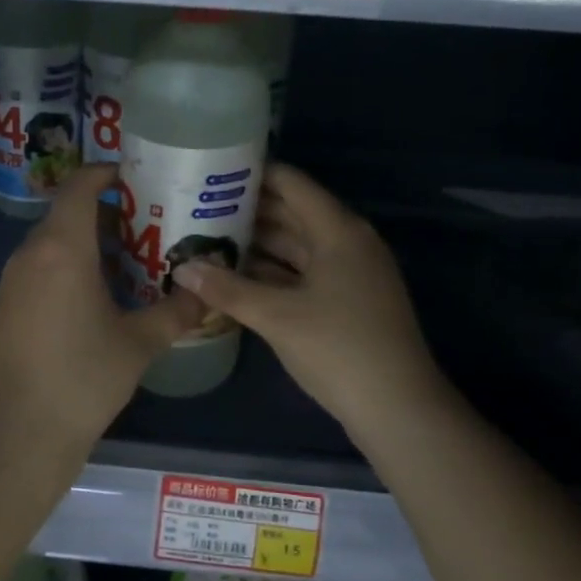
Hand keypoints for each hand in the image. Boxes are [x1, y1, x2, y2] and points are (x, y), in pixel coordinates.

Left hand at [0, 164, 205, 451]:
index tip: (141, 179)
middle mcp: (30, 253)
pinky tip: (99, 295)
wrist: (19, 434)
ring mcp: (12, 280)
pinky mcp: (6, 305)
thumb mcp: (139, 344)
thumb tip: (205, 292)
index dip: (108, 172)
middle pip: (68, 212)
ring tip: (133, 258)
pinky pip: (41, 266)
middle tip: (152, 224)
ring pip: (54, 241)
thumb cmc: (83, 380)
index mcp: (62, 249)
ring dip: (90, 241)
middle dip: (109, 212)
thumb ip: (176, 311)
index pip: (80, 185)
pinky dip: (70, 265)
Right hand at [172, 164, 448, 434]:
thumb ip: (227, 289)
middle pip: (292, 213)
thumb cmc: (338, 348)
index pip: (291, 184)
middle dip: (247, 210)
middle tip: (196, 207)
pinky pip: (302, 272)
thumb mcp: (277, 317)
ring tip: (207, 238)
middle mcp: (346, 242)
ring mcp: (349, 273)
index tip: (211, 171)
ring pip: (295, 245)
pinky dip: (271, 272)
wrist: (397, 408)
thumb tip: (182, 268)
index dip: (253, 173)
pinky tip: (234, 277)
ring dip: (256, 244)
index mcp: (338, 230)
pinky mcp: (346, 300)